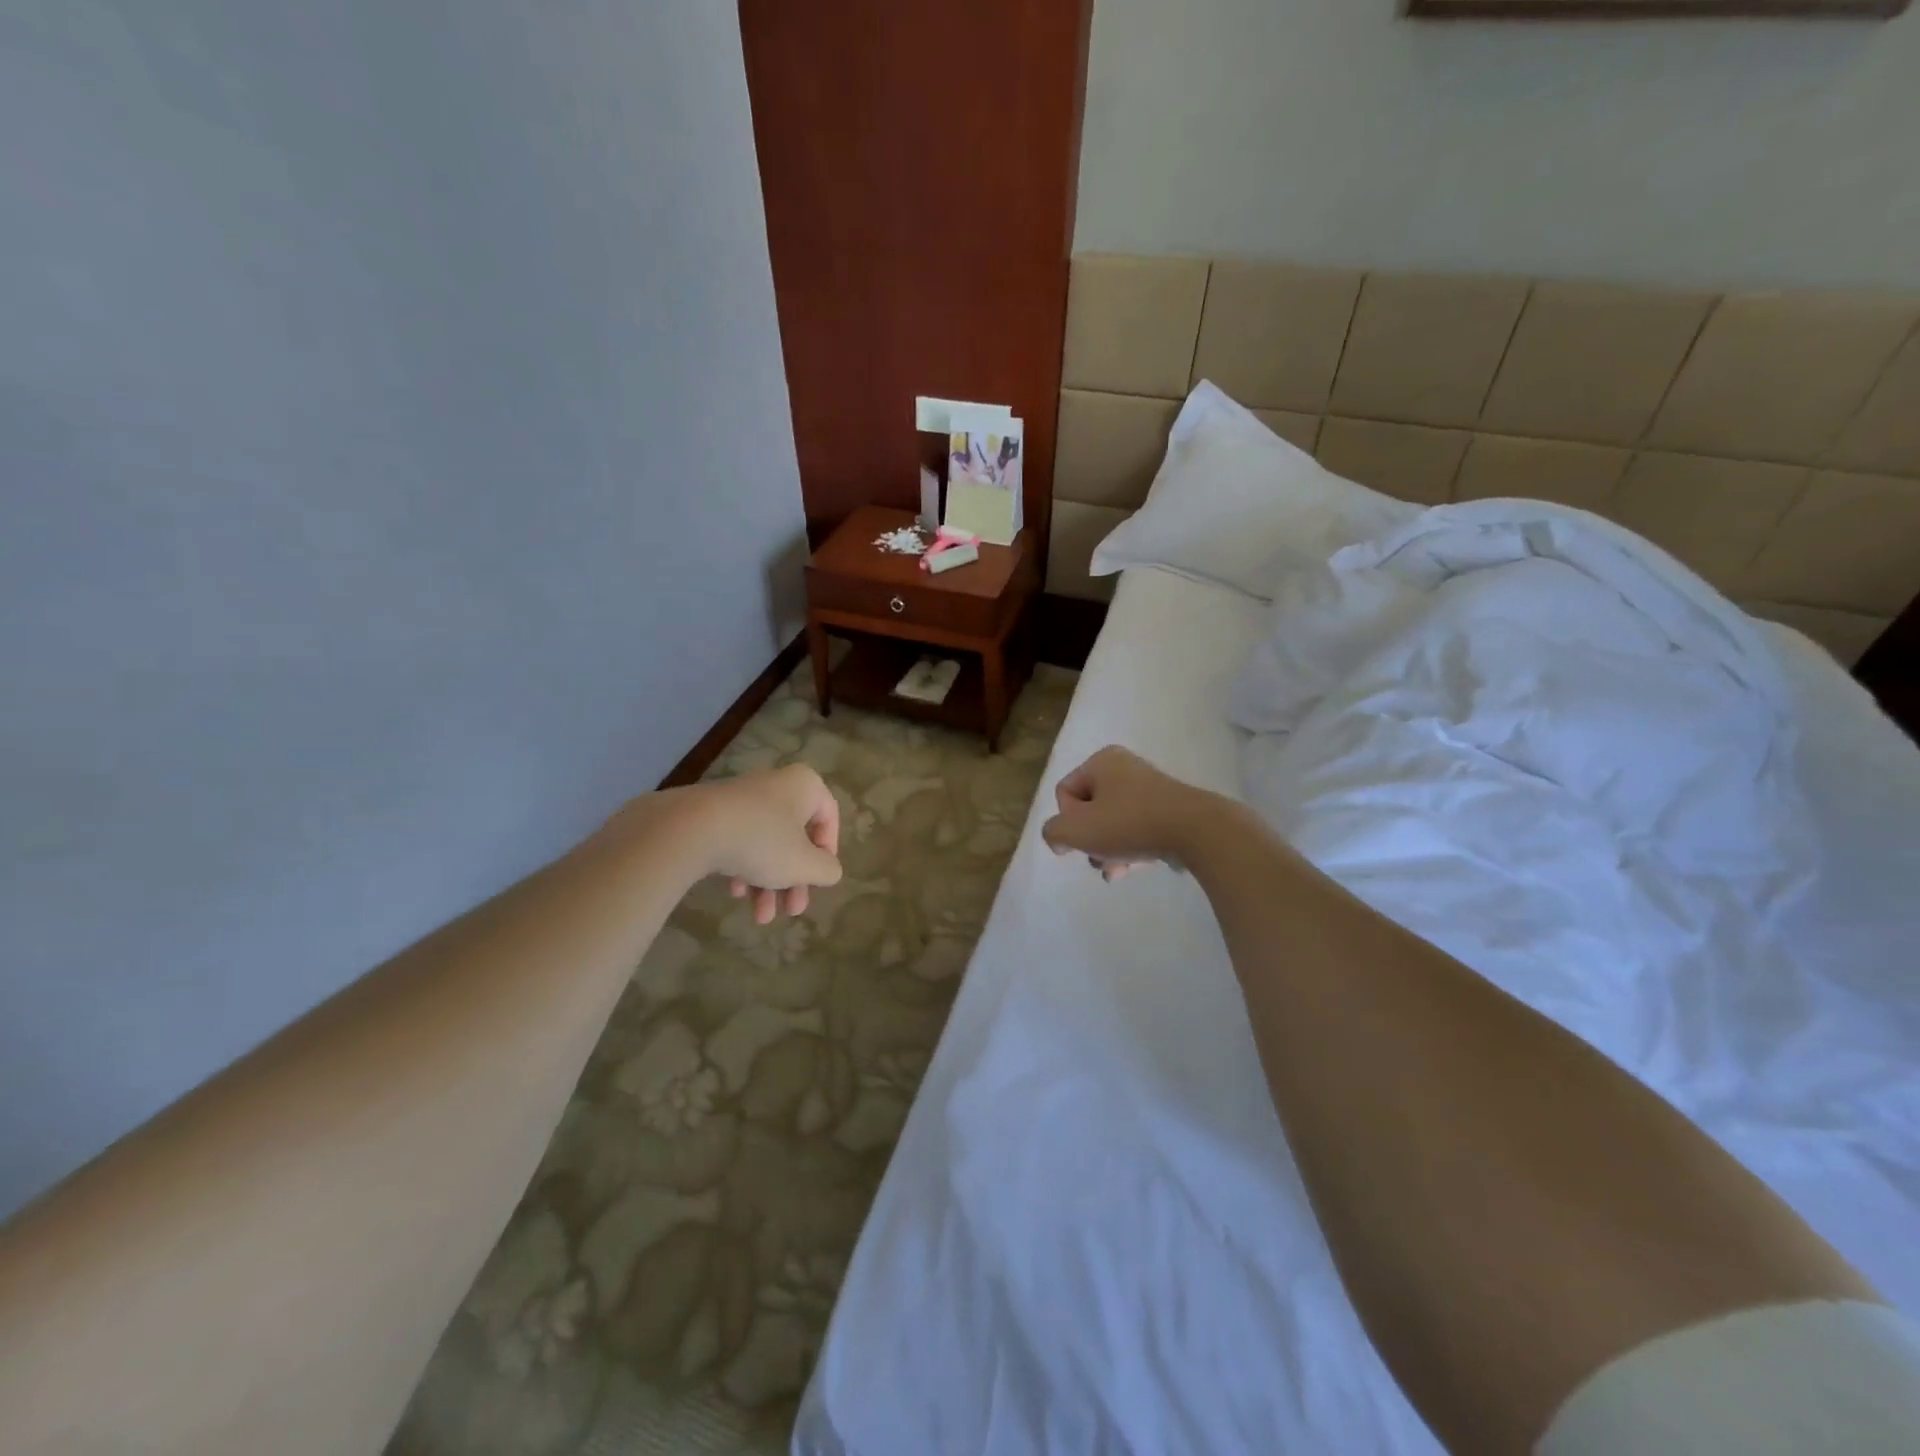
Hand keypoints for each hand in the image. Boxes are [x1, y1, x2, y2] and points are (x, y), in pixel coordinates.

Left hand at [687, 764, 842, 921]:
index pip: (829, 818)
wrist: (690, 829)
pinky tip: (736, 893)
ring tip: (761, 917)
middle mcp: (776, 785)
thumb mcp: (805, 864)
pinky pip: (740, 841)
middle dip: (794, 880)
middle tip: (792, 911)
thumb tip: (829, 870)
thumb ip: (827, 869)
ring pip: (767, 843)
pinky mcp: (714, 813)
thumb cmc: (762, 841)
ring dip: (768, 882)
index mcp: (804, 786)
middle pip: (795, 837)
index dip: (828, 853)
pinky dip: (743, 868)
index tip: (818, 879)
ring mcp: (742, 798)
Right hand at [1040, 746, 1216, 881]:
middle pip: (1089, 810)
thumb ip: (1053, 832)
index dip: (1067, 821)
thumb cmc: (1129, 823)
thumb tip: (1059, 839)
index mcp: (1101, 762)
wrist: (1196, 831)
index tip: (1083, 837)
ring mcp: (1150, 789)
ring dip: (1108, 851)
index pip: (1065, 793)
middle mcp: (1125, 768)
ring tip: (1117, 872)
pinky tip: (1136, 868)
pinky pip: (1138, 830)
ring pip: (1113, 824)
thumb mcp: (1075, 830)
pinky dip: (1132, 849)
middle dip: (1090, 841)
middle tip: (1099, 860)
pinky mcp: (1170, 810)